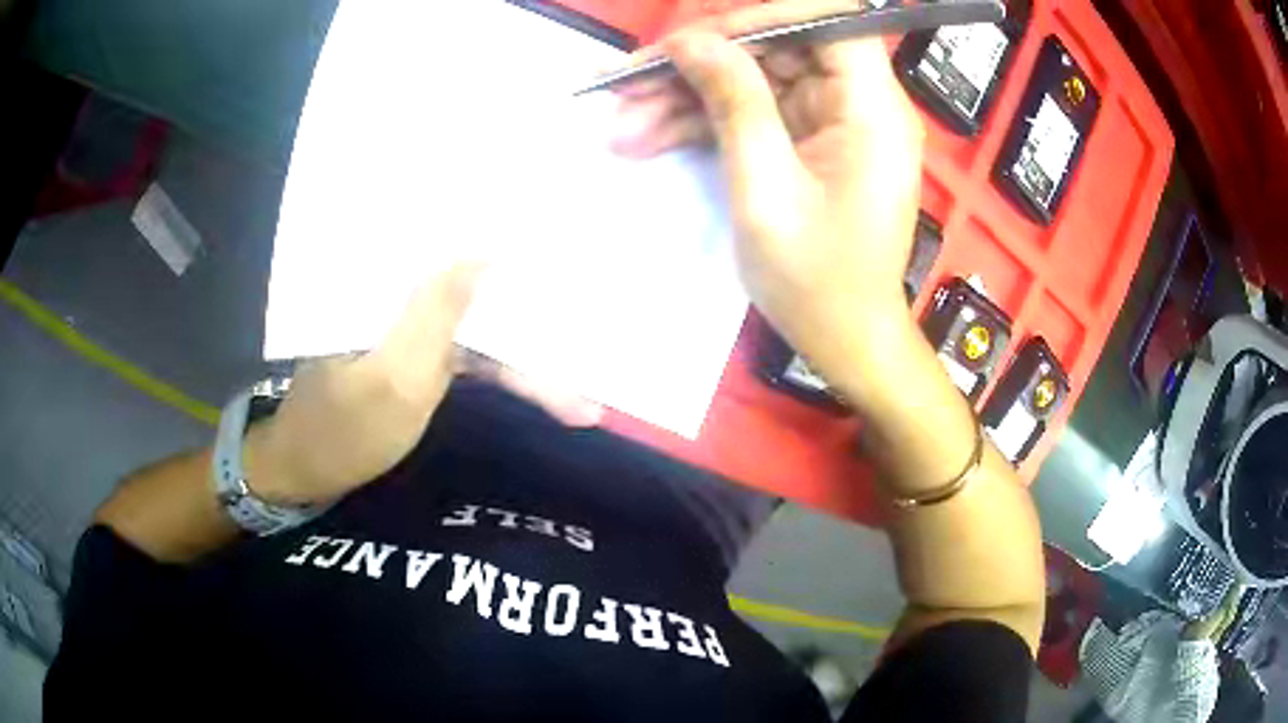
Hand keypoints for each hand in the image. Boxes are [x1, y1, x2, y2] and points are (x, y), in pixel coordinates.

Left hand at [244, 265, 602, 506]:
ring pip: (479, 322)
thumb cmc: (344, 430)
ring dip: (525, 347)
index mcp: (390, 281)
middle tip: (592, 322)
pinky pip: (467, 349)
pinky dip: (501, 366)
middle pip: (481, 287)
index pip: (465, 252)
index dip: (518, 260)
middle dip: (536, 309)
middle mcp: (402, 290)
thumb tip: (484, 252)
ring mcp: (410, 323)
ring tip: (578, 369)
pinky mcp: (414, 352)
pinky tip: (539, 378)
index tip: (570, 263)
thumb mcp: (394, 376)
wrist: (307, 472)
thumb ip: (436, 313)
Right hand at [610, 0, 924, 367]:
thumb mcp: (766, 188)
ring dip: (687, 97)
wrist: (845, 340)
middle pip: (777, 47)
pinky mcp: (811, 141)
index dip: (762, 17)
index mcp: (870, 107)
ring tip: (622, 126)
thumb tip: (691, 40)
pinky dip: (704, 123)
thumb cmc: (817, 280)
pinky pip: (755, 112)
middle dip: (700, 63)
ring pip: (755, 79)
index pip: (826, 19)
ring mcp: (833, 121)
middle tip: (627, 85)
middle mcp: (859, 102)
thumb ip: (734, 102)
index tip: (698, 41)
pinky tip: (648, 138)